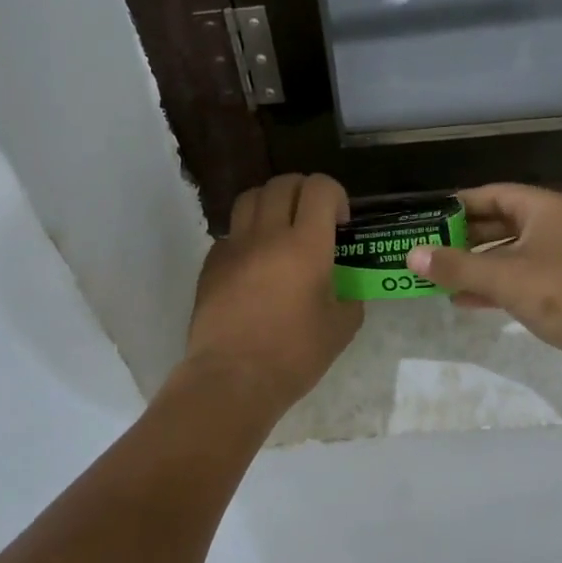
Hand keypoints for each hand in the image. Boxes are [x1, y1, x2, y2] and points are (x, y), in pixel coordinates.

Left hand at [183, 173, 362, 415]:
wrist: (232, 379)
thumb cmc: (294, 355)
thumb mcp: (341, 328)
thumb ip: (350, 297)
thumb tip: (345, 288)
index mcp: (307, 245)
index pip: (320, 188)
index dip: (335, 195)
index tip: (340, 224)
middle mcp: (268, 234)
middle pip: (283, 183)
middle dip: (304, 192)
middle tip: (313, 219)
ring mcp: (235, 246)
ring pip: (251, 197)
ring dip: (271, 203)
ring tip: (280, 230)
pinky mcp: (211, 263)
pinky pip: (231, 232)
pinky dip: (247, 235)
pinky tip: (255, 264)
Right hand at [406, 184, 561, 383]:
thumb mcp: (503, 277)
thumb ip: (455, 266)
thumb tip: (411, 255)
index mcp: (543, 209)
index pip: (492, 194)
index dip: (458, 204)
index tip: (427, 217)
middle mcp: (551, 227)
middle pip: (498, 223)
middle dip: (462, 238)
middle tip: (425, 248)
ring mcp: (557, 258)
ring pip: (506, 254)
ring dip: (474, 265)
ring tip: (435, 276)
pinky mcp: (559, 288)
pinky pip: (516, 279)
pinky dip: (491, 286)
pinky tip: (462, 301)